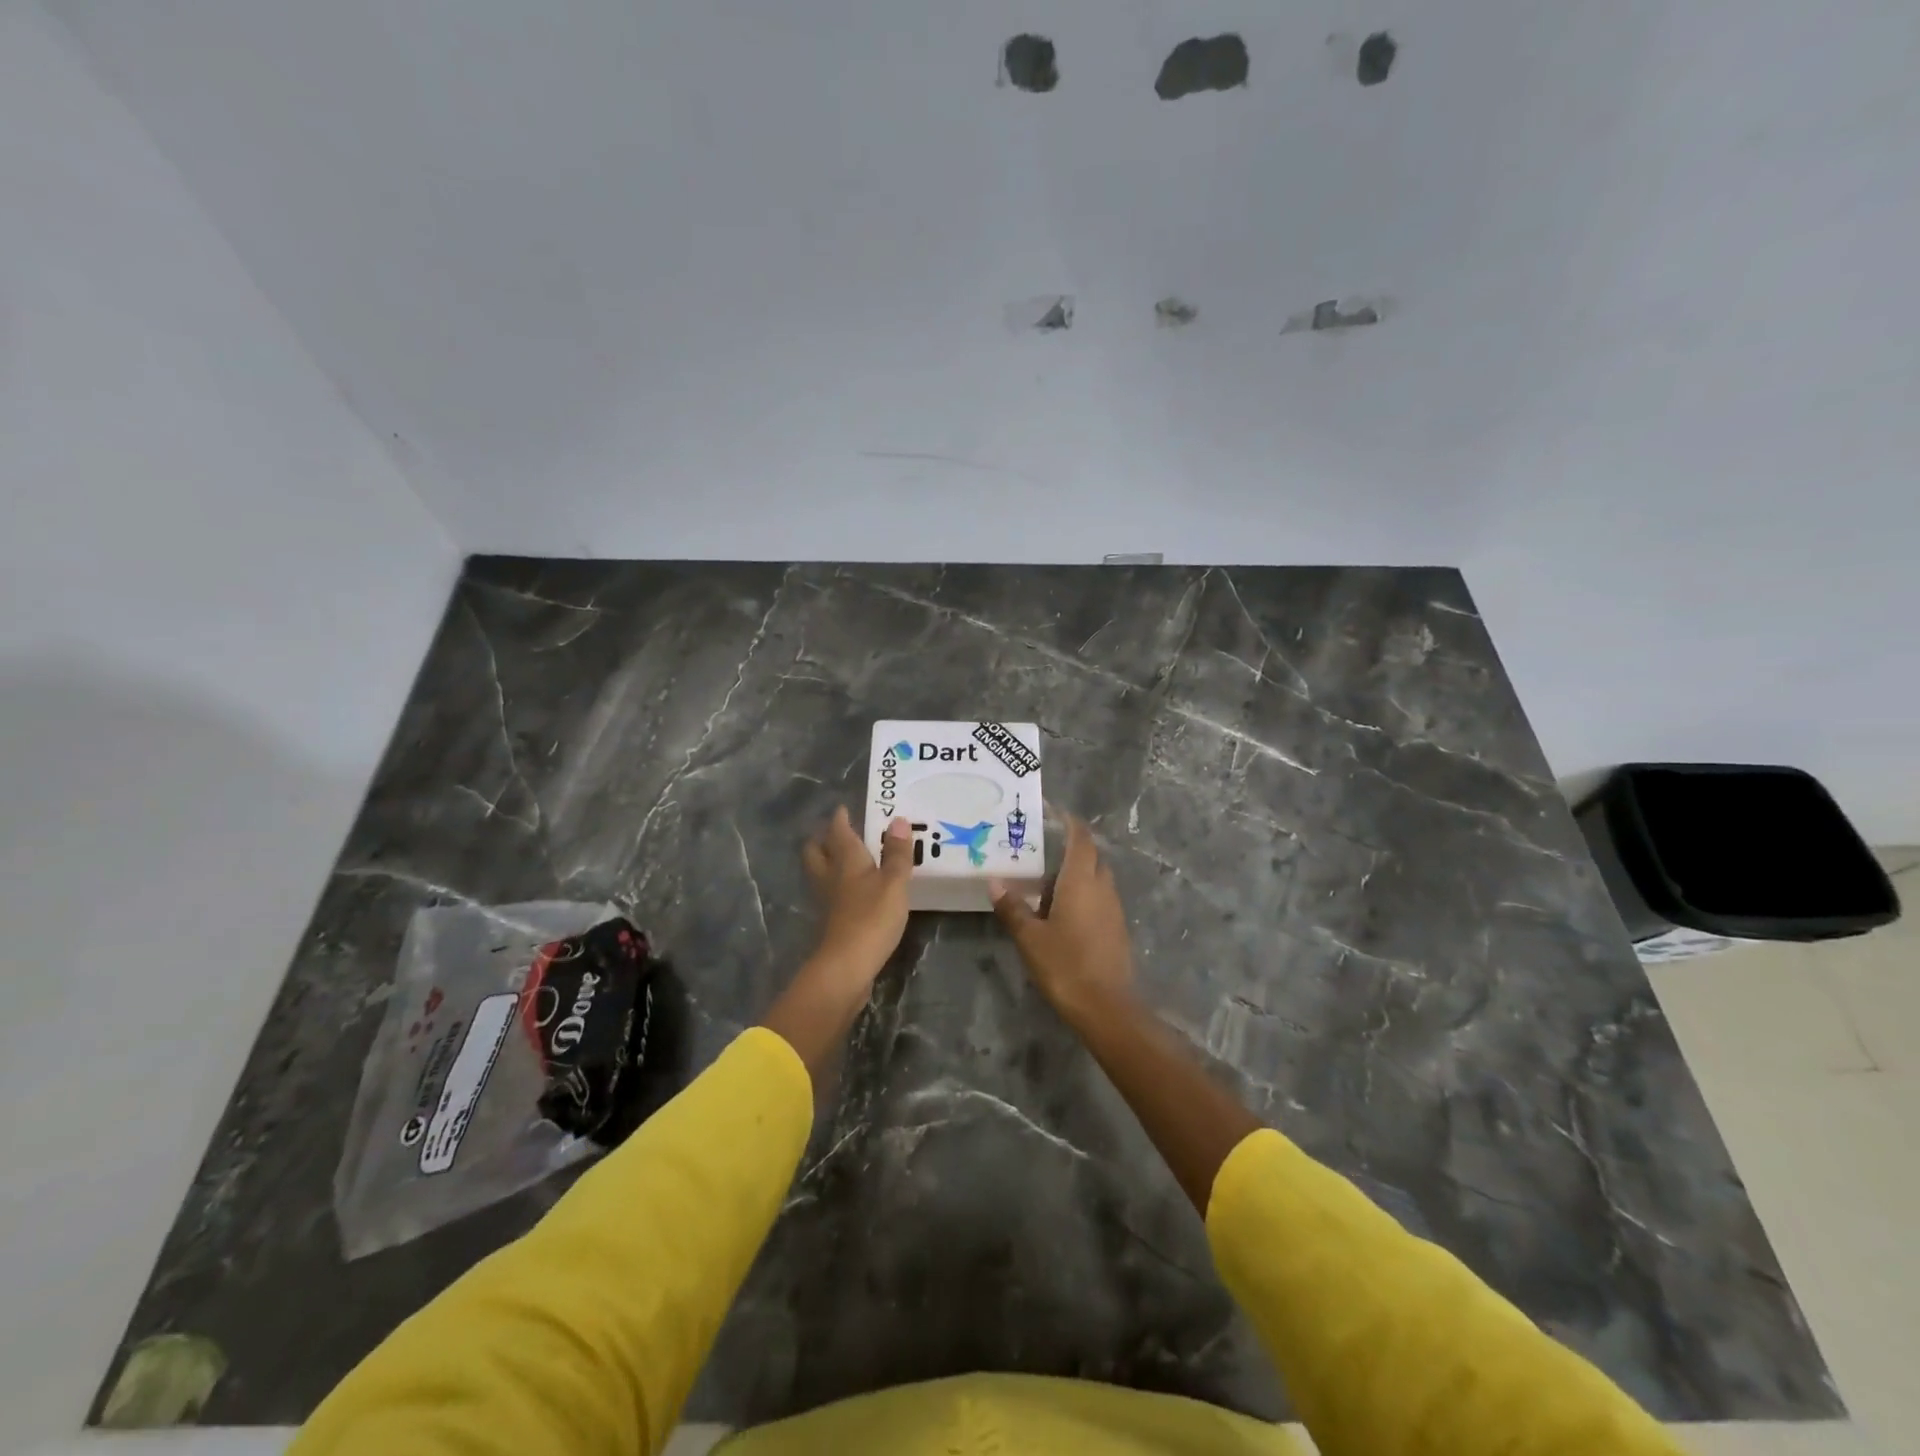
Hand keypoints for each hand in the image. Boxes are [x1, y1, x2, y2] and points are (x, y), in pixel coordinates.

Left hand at [802, 807, 912, 986]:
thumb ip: (897, 853)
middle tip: (837, 833)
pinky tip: (851, 891)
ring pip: (820, 873)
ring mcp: (827, 901)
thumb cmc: (872, 917)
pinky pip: (830, 893)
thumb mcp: (894, 883)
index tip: (843, 809)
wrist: (847, 966)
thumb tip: (898, 820)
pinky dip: (837, 886)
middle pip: (817, 851)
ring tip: (844, 858)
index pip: (838, 832)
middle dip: (824, 839)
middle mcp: (831, 876)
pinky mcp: (831, 921)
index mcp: (846, 860)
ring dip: (828, 862)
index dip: (840, 819)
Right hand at [991, 814, 1133, 1018]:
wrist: (1106, 1007)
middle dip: (1071, 849)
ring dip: (1076, 875)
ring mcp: (1113, 909)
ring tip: (1045, 883)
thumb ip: (1013, 908)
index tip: (1054, 812)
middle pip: (1091, 857)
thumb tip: (995, 883)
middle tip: (1042, 851)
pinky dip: (1083, 895)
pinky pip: (1099, 899)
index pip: (1081, 839)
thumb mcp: (1030, 938)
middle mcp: (1102, 888)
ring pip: (1097, 879)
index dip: (1070, 822)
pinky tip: (1061, 913)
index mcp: (1081, 882)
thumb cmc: (1065, 965)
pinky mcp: (1117, 929)